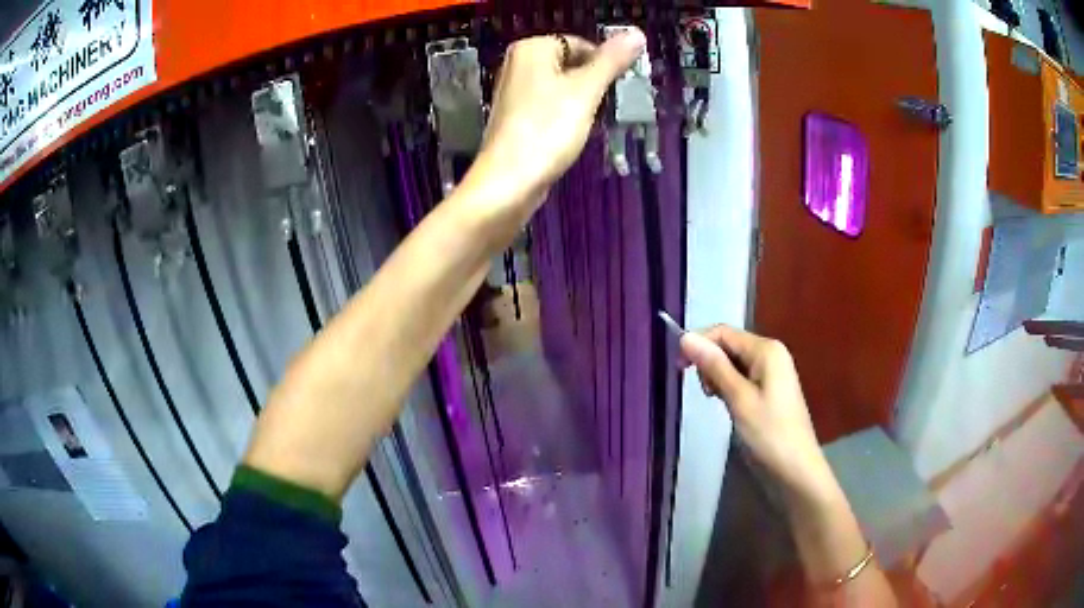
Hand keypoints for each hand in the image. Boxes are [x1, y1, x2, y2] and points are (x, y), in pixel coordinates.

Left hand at [462, 29, 646, 212]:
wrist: (510, 180)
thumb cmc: (547, 129)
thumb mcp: (586, 90)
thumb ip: (611, 61)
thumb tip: (636, 34)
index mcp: (531, 49)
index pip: (582, 44)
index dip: (604, 65)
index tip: (618, 87)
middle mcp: (518, 64)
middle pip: (572, 65)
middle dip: (593, 84)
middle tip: (605, 106)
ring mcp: (515, 92)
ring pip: (563, 87)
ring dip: (582, 102)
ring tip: (588, 122)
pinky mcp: (517, 117)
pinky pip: (551, 106)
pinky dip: (565, 116)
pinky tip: (570, 133)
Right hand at [679, 326, 831, 494]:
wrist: (795, 469)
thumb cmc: (768, 433)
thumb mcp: (738, 398)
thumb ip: (714, 366)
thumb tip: (686, 337)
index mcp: (766, 349)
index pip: (723, 332)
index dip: (698, 344)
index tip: (678, 368)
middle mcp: (770, 353)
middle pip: (729, 345)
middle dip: (709, 362)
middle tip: (705, 392)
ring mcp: (772, 372)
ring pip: (733, 362)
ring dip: (717, 376)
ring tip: (715, 400)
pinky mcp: (770, 389)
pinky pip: (742, 377)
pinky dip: (728, 386)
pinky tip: (727, 403)